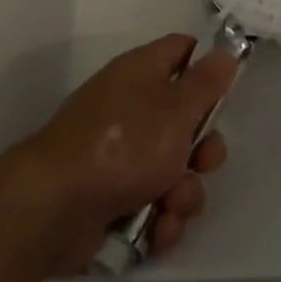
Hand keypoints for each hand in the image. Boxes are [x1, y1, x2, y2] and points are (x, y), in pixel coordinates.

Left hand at [16, 34, 237, 271]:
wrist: (54, 206)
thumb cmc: (124, 143)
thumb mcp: (176, 107)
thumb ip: (206, 81)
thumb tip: (225, 52)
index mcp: (143, 73)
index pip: (183, 51)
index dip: (207, 65)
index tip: (227, 89)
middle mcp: (132, 109)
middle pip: (187, 121)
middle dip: (203, 151)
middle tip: (203, 163)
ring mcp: (120, 156)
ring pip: (174, 171)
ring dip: (183, 194)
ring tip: (170, 206)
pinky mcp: (113, 199)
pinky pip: (154, 206)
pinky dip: (160, 221)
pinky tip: (156, 231)